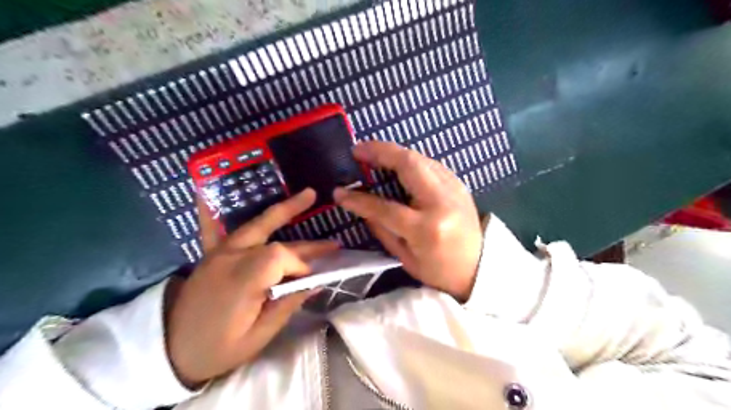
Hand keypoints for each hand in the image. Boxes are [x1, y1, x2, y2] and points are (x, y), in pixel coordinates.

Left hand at [163, 190, 337, 386]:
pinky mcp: (211, 253)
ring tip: (307, 195)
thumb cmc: (217, 348)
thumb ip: (287, 305)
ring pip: (256, 224)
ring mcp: (218, 252)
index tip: (309, 281)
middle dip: (305, 241)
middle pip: (274, 239)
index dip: (300, 265)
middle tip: (332, 242)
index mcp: (242, 280)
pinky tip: (206, 189)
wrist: (169, 350)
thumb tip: (316, 283)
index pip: (281, 257)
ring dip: (283, 211)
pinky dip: (211, 208)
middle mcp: (230, 258)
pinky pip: (212, 225)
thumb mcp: (257, 337)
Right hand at [335, 142, 484, 302]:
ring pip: (420, 158)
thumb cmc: (439, 270)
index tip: (340, 192)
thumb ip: (382, 229)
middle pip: (409, 165)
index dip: (359, 199)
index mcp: (426, 229)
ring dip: (394, 152)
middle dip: (380, 152)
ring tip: (372, 153)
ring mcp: (454, 190)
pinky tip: (397, 164)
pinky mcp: (459, 185)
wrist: (479, 268)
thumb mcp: (405, 258)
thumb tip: (362, 205)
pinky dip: (410, 160)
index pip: (385, 207)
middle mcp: (442, 203)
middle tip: (357, 150)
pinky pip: (430, 164)